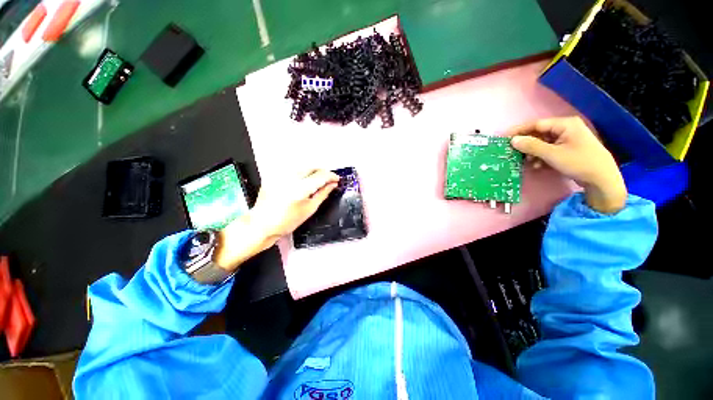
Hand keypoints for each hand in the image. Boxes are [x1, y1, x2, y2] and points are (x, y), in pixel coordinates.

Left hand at [214, 169, 339, 270]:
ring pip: (303, 167)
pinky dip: (301, 173)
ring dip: (312, 172)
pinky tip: (302, 182)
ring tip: (316, 181)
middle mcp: (289, 178)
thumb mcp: (309, 209)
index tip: (336, 179)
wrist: (261, 224)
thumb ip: (323, 194)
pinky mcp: (274, 175)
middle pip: (312, 167)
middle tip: (328, 181)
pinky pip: (292, 170)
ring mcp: (280, 175)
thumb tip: (333, 184)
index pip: (321, 176)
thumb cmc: (287, 222)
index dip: (331, 176)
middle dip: (322, 172)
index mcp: (300, 189)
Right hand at [506, 117, 626, 213]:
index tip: (504, 138)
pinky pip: (549, 150)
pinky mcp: (568, 149)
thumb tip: (513, 140)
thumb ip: (531, 146)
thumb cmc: (579, 162)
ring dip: (532, 152)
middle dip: (526, 144)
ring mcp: (568, 139)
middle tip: (512, 152)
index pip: (536, 124)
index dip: (519, 131)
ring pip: (543, 143)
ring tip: (525, 162)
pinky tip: (537, 165)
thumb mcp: (553, 154)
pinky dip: (541, 157)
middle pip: (539, 133)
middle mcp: (566, 129)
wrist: (602, 179)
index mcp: (565, 124)